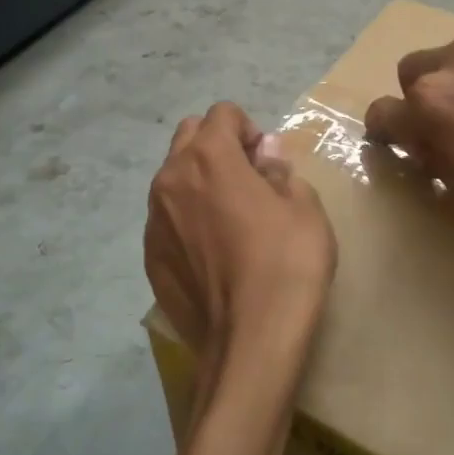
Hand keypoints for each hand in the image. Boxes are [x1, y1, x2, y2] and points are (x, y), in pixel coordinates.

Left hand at [146, 103, 336, 403]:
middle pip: (188, 136)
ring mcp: (153, 220)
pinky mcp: (149, 256)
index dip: (250, 129)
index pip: (223, 113)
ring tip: (228, 219)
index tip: (267, 162)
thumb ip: (279, 169)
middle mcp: (170, 179)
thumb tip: (265, 152)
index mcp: (208, 156)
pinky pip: (166, 219)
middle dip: (217, 145)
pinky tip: (212, 254)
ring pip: (172, 178)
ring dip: (198, 181)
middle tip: (248, 181)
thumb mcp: (304, 207)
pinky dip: (185, 220)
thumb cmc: (287, 264)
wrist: (250, 341)